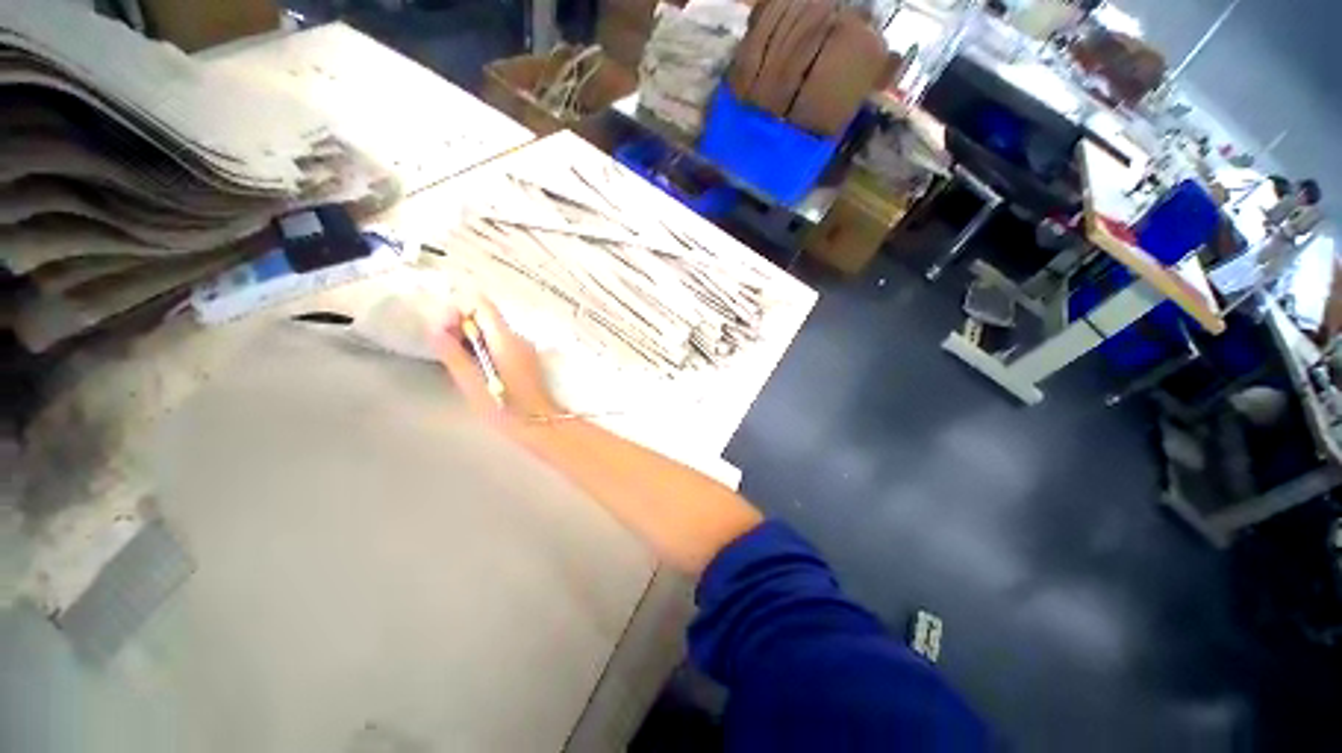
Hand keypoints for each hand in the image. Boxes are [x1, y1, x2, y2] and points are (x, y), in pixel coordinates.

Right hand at [433, 296, 560, 423]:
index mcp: (506, 339)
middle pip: (487, 315)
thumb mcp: (472, 384)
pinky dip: (485, 347)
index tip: (443, 329)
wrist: (541, 424)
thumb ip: (453, 354)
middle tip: (446, 347)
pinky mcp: (526, 359)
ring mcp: (525, 348)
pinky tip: (477, 367)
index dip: (458, 309)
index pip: (481, 304)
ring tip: (460, 361)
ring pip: (493, 330)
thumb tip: (434, 329)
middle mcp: (518, 337)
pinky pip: (501, 343)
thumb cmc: (505, 408)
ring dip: (473, 337)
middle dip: (462, 324)